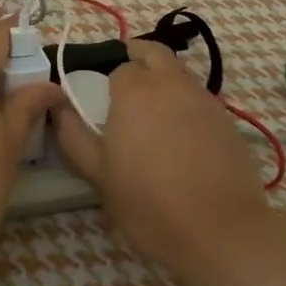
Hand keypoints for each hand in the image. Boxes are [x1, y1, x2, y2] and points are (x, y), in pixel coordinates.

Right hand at [51, 40, 278, 280]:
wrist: (220, 232)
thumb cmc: (148, 203)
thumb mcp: (97, 174)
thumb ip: (73, 135)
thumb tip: (57, 107)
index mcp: (135, 91)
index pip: (118, 68)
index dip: (108, 83)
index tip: (102, 102)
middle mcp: (172, 84)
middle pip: (155, 54)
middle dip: (138, 58)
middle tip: (125, 84)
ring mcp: (205, 100)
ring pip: (180, 73)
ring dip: (163, 79)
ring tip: (151, 112)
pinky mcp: (228, 120)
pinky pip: (199, 97)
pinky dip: (185, 103)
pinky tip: (180, 135)